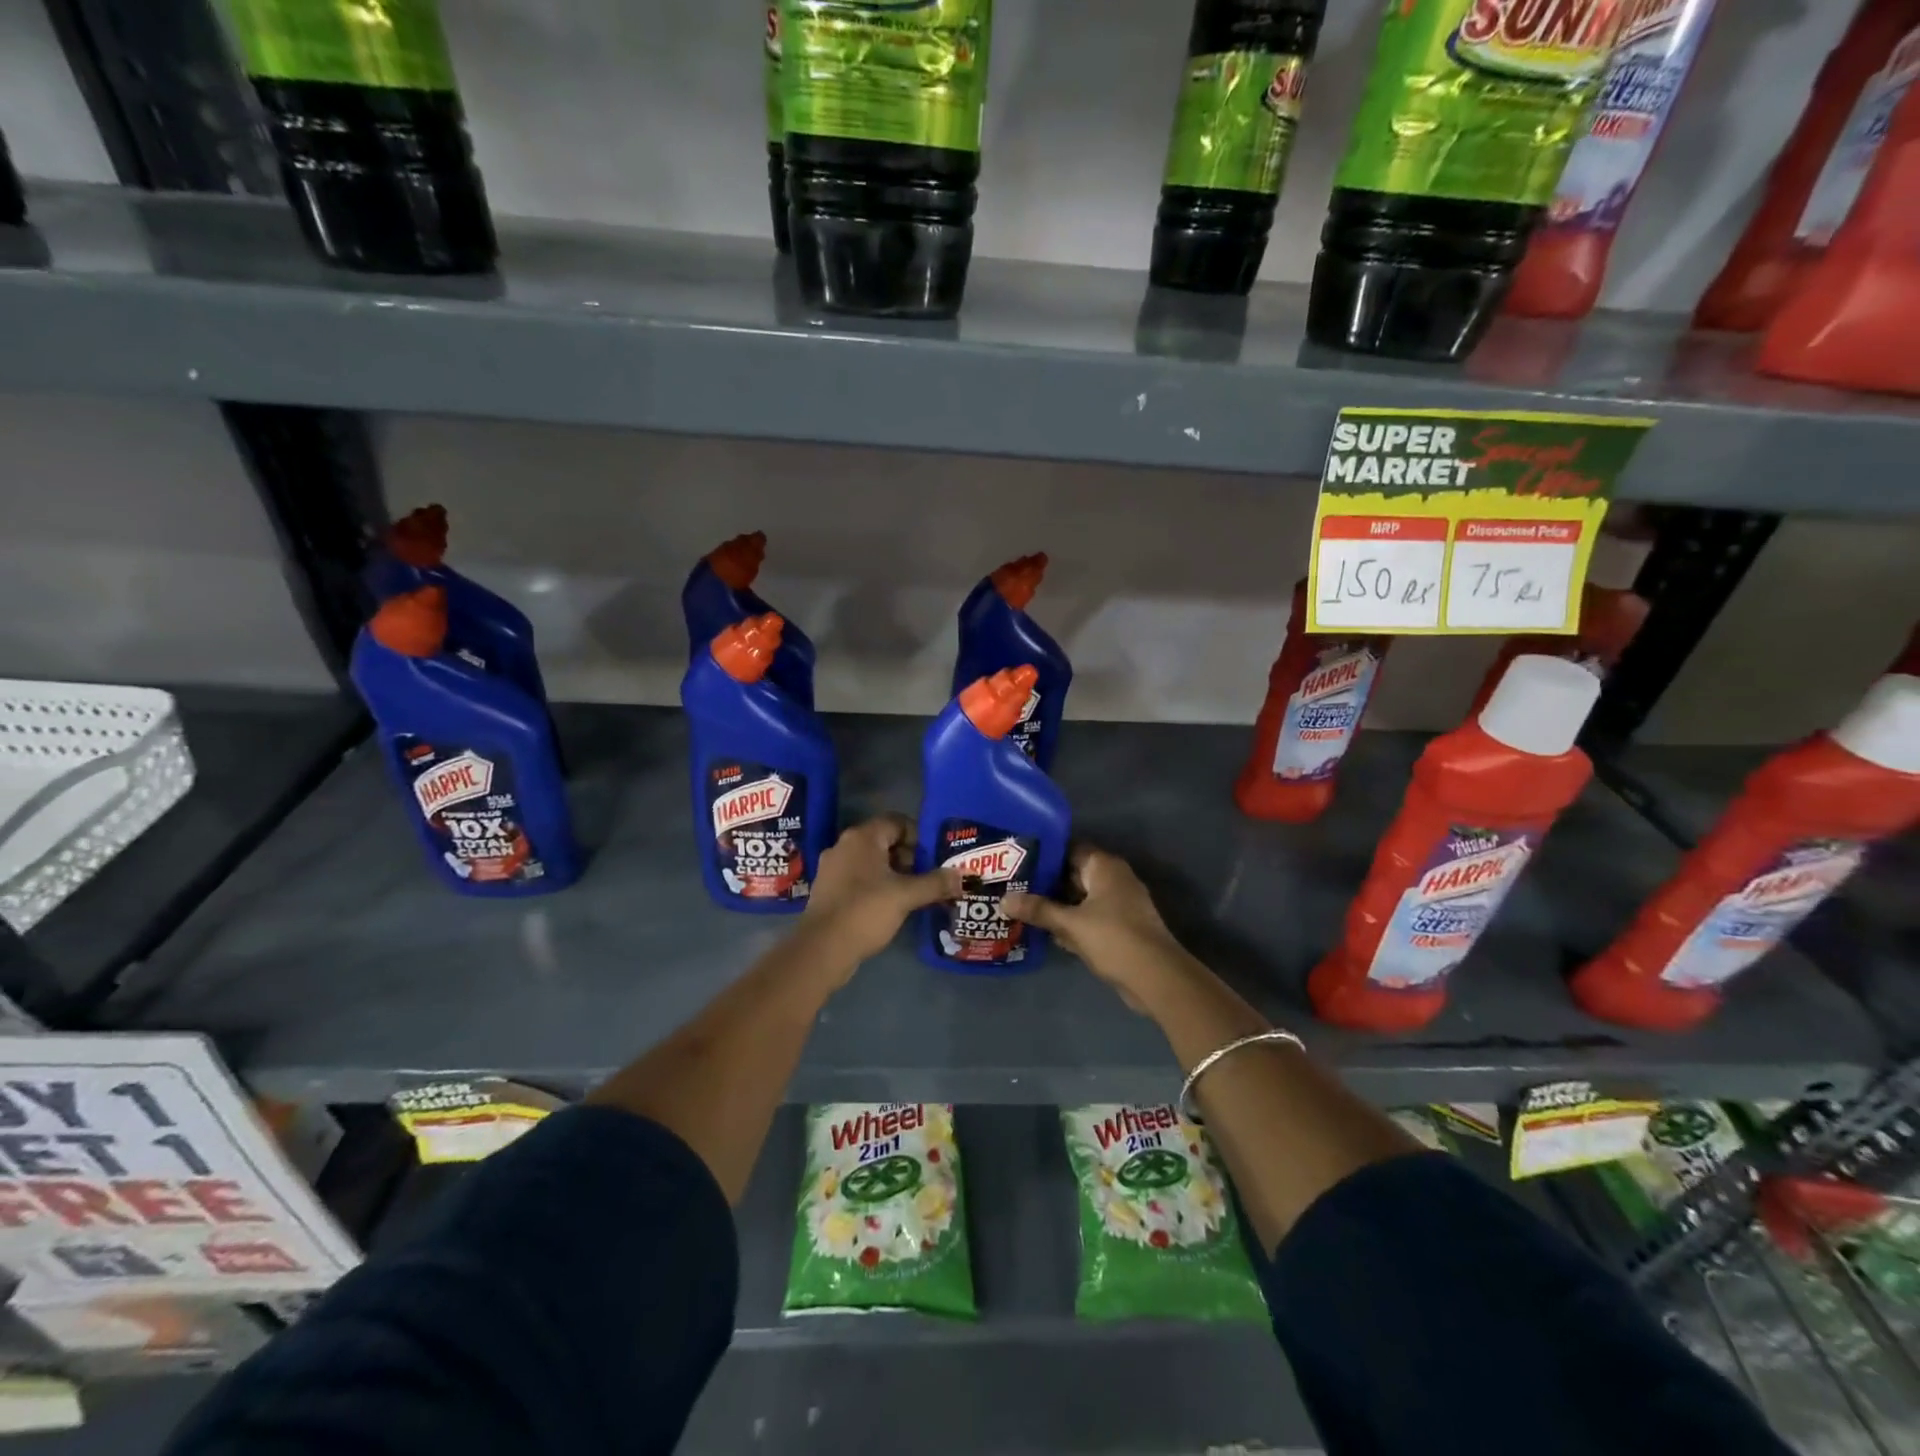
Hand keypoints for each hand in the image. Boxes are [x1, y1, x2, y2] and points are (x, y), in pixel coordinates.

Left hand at [800, 815, 957, 972]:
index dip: (919, 836)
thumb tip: (962, 876)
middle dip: (908, 857)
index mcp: (862, 837)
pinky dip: (876, 887)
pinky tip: (890, 907)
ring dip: (893, 874)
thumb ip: (936, 883)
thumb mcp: (907, 895)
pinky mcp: (828, 890)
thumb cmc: (866, 911)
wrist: (822, 948)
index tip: (934, 857)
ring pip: (871, 862)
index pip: (897, 822)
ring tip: (913, 894)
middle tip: (927, 877)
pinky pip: (859, 879)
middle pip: (884, 841)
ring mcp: (832, 868)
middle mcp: (844, 845)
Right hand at [1003, 846, 1192, 1007]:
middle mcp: (1114, 878)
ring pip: (1080, 898)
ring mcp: (1119, 904)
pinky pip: (1089, 917)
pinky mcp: (1120, 927)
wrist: (1156, 977)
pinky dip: (1071, 923)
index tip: (1017, 861)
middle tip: (1013, 886)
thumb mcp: (1070, 924)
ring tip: (1022, 909)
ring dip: (1057, 906)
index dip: (1044, 855)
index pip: (1069, 849)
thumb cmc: (1113, 938)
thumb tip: (1004, 900)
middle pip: (1073, 874)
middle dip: (1046, 883)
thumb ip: (1038, 910)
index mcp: (1104, 866)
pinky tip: (1046, 932)